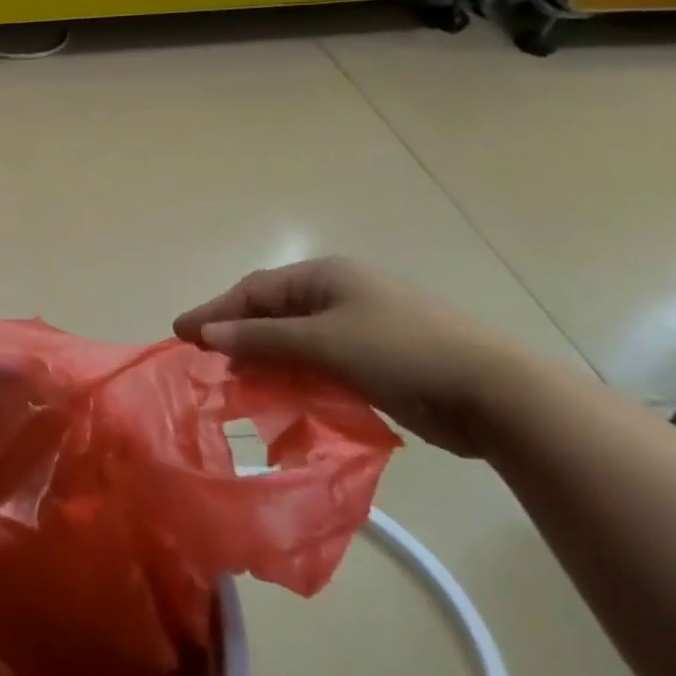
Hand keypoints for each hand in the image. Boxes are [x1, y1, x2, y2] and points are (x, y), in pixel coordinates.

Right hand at [173, 257, 536, 457]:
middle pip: (272, 314)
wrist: (496, 393)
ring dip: (265, 362)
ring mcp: (359, 328)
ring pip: (295, 342)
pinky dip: (296, 378)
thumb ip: (262, 339)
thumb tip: (206, 336)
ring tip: (237, 386)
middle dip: (237, 337)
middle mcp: (338, 295)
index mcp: (325, 277)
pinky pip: (320, 365)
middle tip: (204, 362)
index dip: (215, 313)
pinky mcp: (376, 361)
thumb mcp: (324, 342)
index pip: (254, 291)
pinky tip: (280, 399)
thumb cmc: (401, 351)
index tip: (180, 334)